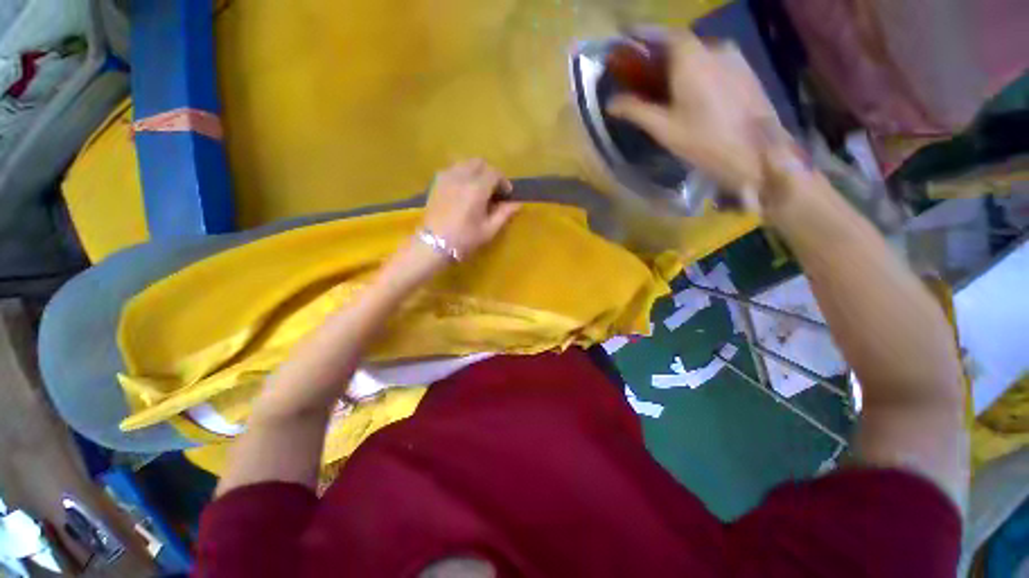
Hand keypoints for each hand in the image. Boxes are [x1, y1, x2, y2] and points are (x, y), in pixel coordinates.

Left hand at [423, 160, 520, 258]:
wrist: (433, 245)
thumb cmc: (464, 240)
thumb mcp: (488, 230)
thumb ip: (504, 214)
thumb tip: (518, 204)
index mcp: (476, 189)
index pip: (494, 173)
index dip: (503, 181)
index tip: (507, 194)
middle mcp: (461, 177)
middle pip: (479, 163)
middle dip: (490, 173)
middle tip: (494, 190)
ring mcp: (446, 178)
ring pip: (465, 163)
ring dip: (476, 172)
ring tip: (479, 188)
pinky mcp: (436, 183)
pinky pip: (452, 169)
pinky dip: (462, 174)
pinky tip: (463, 189)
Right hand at [607, 30, 779, 203]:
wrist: (756, 152)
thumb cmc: (704, 140)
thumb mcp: (664, 128)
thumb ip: (636, 110)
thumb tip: (610, 103)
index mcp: (691, 58)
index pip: (663, 34)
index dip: (643, 33)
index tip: (625, 34)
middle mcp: (713, 47)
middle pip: (681, 42)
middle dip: (658, 51)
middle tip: (642, 67)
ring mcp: (733, 56)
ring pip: (698, 51)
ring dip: (678, 60)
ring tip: (665, 80)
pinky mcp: (744, 69)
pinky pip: (713, 60)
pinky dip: (695, 67)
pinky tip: (690, 87)